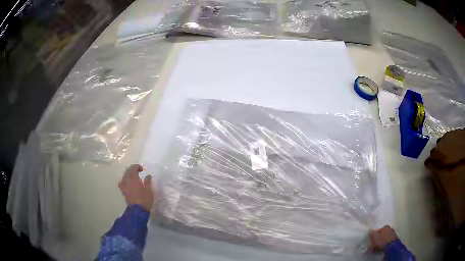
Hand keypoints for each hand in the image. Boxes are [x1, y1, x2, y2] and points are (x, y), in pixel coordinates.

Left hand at [118, 164, 153, 210]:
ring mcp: (124, 185)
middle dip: (132, 169)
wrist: (138, 211)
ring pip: (124, 176)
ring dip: (128, 174)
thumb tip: (148, 175)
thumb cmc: (145, 200)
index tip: (142, 169)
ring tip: (133, 176)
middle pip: (127, 171)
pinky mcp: (123, 190)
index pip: (133, 168)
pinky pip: (122, 182)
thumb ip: (148, 182)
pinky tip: (128, 182)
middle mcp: (127, 180)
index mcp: (134, 179)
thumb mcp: (149, 191)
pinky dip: (125, 180)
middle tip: (138, 171)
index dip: (137, 167)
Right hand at [369, 225, 397, 250]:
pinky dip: (384, 244)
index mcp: (385, 226)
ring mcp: (393, 234)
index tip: (371, 241)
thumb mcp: (375, 236)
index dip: (374, 235)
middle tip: (373, 245)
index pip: (379, 230)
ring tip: (376, 248)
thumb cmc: (382, 239)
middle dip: (378, 239)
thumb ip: (372, 233)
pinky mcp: (394, 239)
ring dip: (381, 242)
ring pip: (385, 238)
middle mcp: (390, 228)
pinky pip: (387, 242)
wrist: (391, 245)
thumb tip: (370, 230)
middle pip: (382, 234)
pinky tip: (381, 248)